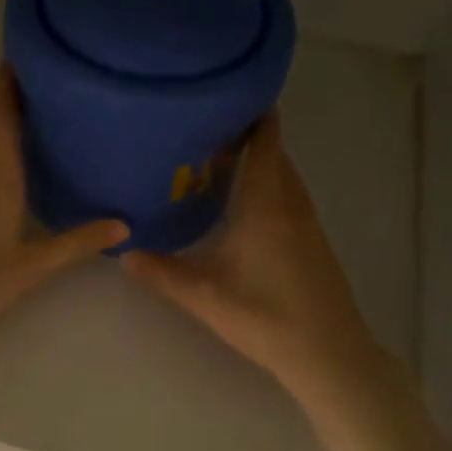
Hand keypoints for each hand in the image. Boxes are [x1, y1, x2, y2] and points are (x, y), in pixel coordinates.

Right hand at [121, 110, 393, 408]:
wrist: (330, 355)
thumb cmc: (266, 316)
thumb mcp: (203, 295)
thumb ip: (160, 272)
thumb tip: (121, 252)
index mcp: (267, 202)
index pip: (266, 139)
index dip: (250, 112)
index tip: (221, 95)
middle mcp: (291, 202)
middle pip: (274, 151)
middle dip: (245, 133)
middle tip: (201, 126)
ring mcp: (306, 221)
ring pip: (282, 174)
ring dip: (257, 159)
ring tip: (215, 156)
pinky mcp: (312, 240)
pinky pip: (287, 193)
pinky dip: (267, 182)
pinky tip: (241, 200)